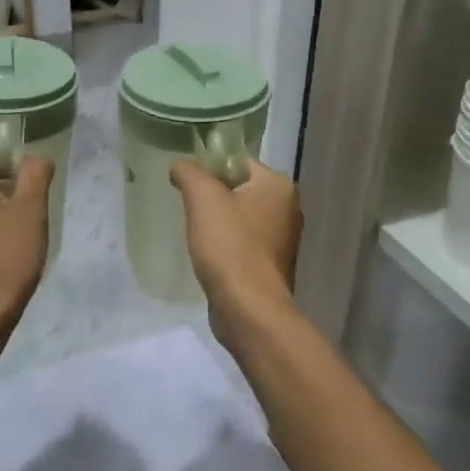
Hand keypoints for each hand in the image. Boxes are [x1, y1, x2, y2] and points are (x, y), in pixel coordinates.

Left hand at [0, 152, 53, 329]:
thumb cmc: (5, 257)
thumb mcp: (30, 210)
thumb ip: (35, 174)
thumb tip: (35, 159)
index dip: (13, 165)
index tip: (32, 190)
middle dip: (9, 192)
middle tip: (31, 215)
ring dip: (2, 214)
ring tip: (22, 237)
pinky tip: (7, 253)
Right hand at [170, 159, 302, 329]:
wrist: (248, 308)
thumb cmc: (229, 245)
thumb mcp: (202, 197)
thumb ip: (189, 172)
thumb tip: (180, 166)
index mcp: (279, 185)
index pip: (238, 162)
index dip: (210, 169)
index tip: (188, 185)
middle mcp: (288, 208)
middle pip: (240, 189)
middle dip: (213, 197)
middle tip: (189, 208)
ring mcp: (283, 239)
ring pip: (242, 217)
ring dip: (219, 222)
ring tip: (197, 233)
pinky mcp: (273, 265)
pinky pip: (245, 243)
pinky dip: (227, 244)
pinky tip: (210, 255)